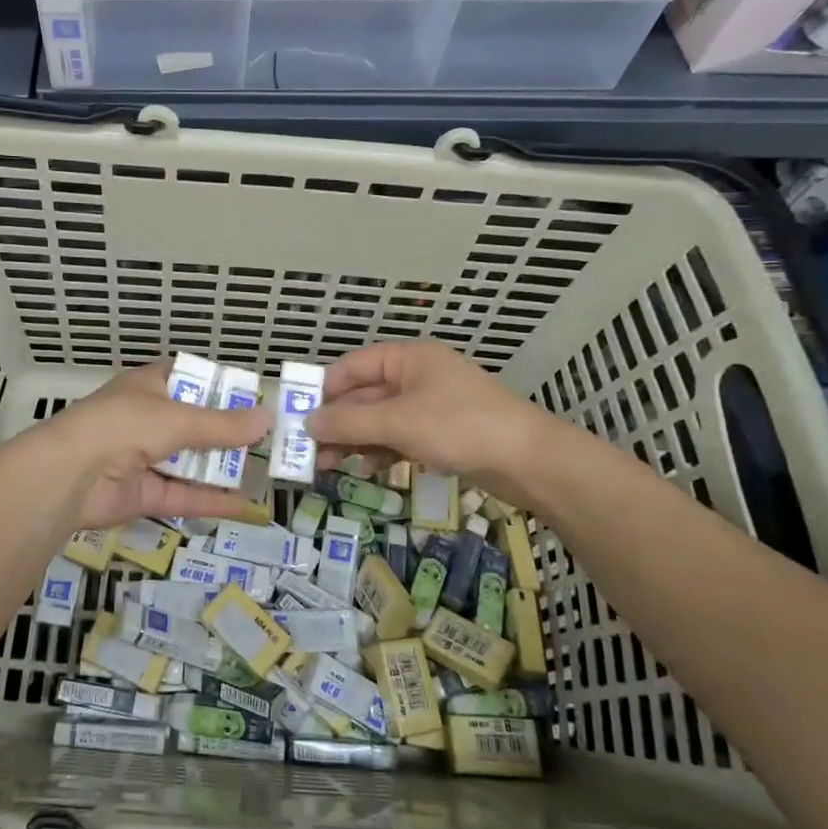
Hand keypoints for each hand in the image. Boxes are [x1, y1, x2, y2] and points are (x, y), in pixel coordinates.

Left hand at [36, 361, 271, 529]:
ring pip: (190, 462)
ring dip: (223, 468)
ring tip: (266, 474)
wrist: (69, 474)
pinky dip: (211, 500)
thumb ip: (223, 424)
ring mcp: (143, 458)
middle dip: (229, 434)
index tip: (255, 401)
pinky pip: (183, 495)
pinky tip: (246, 506)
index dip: (220, 389)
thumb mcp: (178, 418)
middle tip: (270, 442)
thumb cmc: (124, 425)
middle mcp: (147, 419)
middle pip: (194, 425)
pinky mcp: (142, 494)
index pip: (189, 380)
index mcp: (149, 387)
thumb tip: (267, 418)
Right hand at [305, 341, 556, 489]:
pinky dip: (380, 451)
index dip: (323, 389)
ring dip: (354, 440)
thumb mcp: (398, 423)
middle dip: (336, 422)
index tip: (297, 415)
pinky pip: (399, 438)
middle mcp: (417, 377)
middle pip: (364, 396)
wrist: (530, 462)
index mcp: (408, 359)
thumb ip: (349, 422)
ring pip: (379, 421)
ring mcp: (430, 407)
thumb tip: (306, 423)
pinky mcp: (442, 435)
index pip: (352, 367)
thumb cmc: (461, 427)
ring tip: (327, 466)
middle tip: (307, 451)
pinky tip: (366, 469)